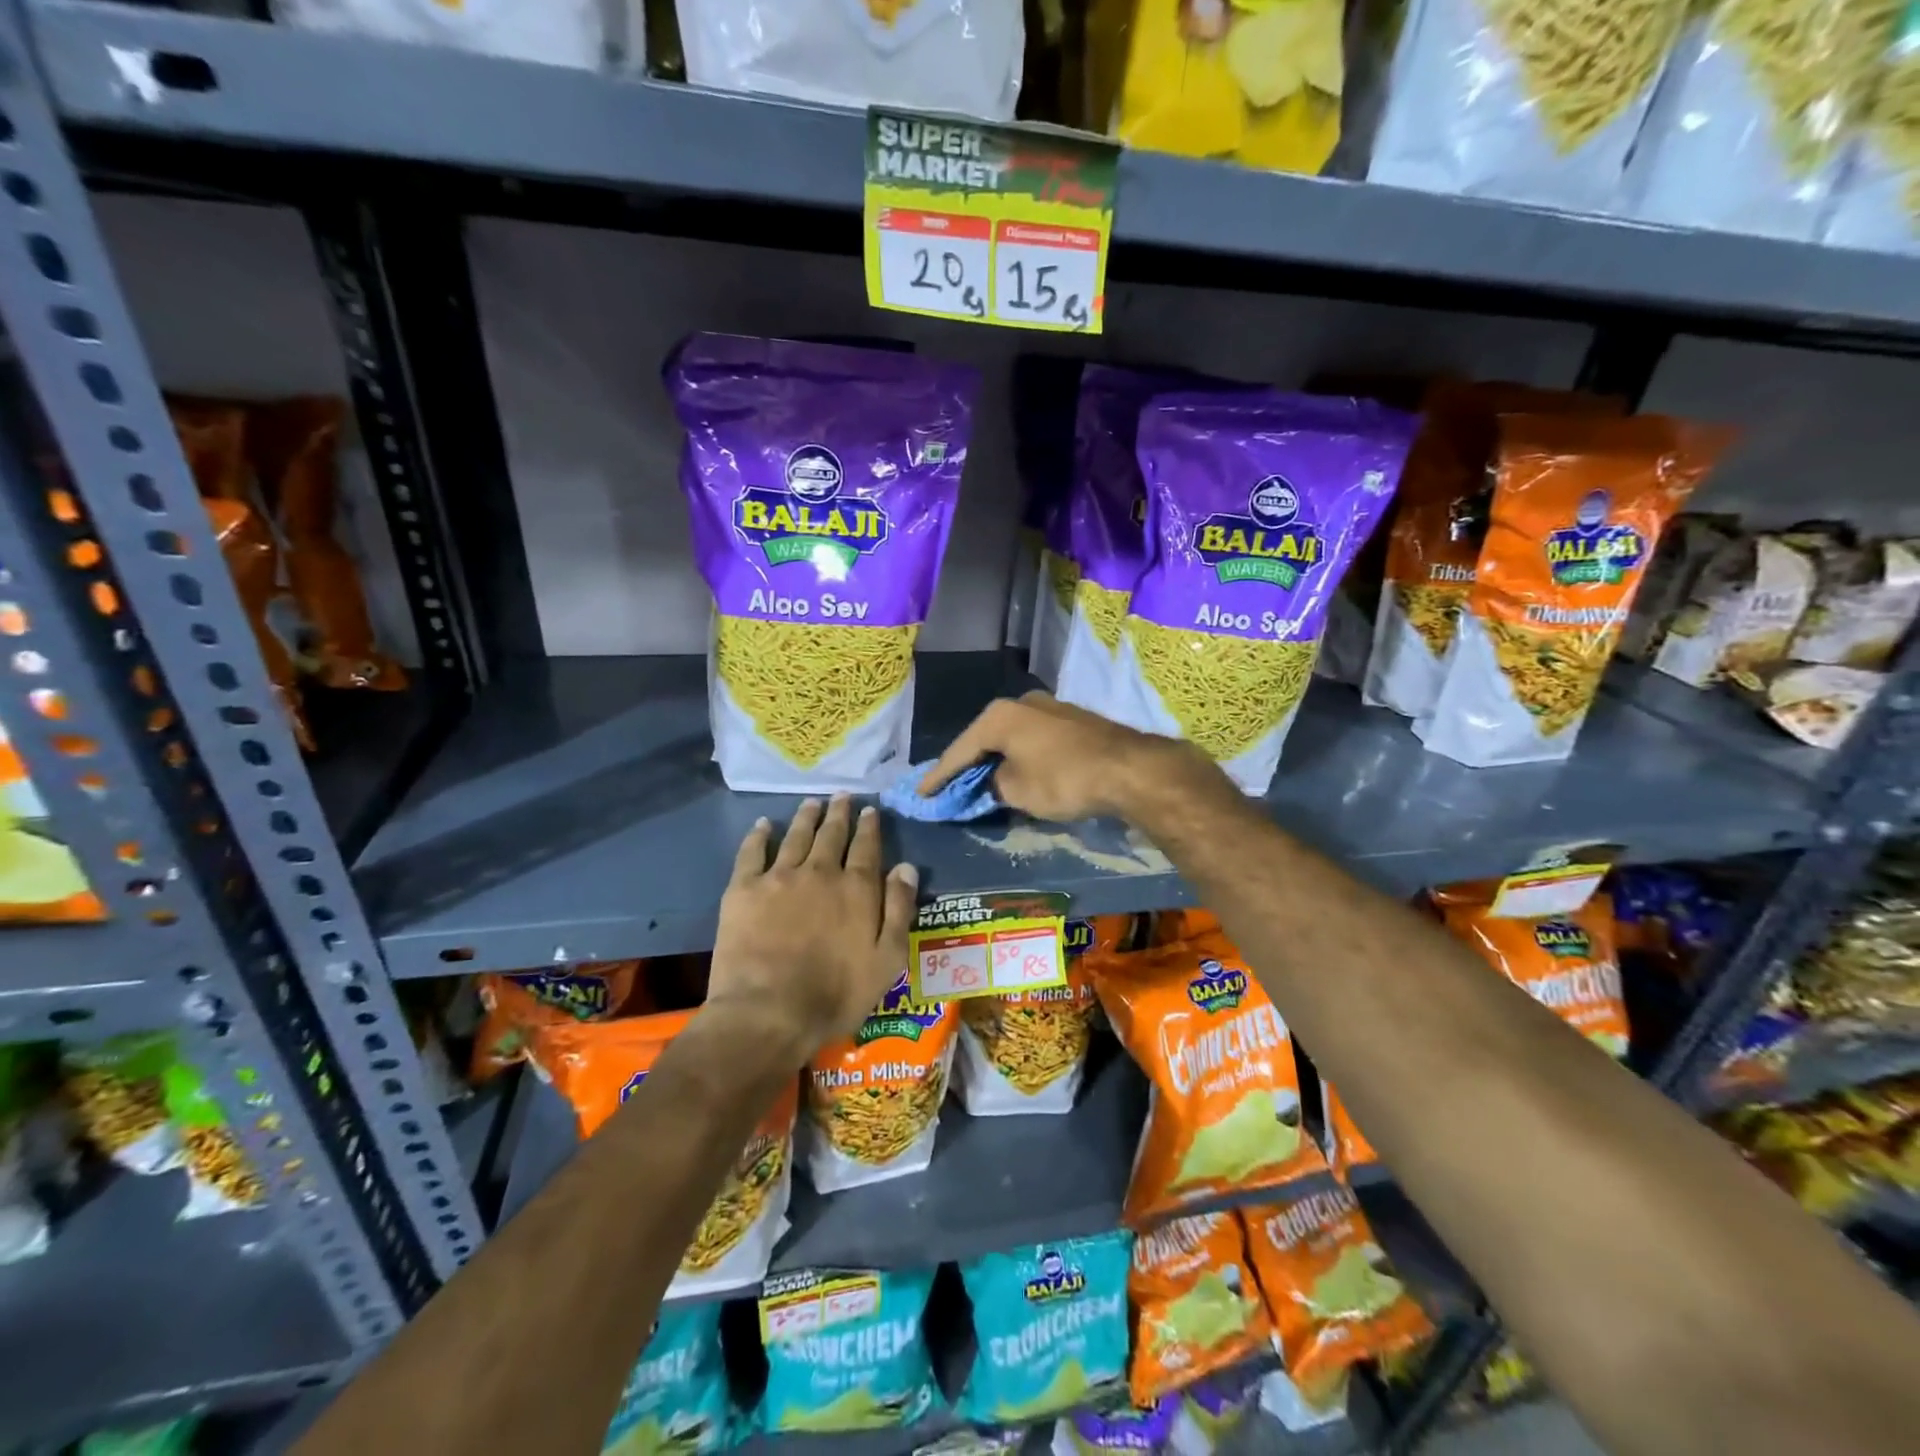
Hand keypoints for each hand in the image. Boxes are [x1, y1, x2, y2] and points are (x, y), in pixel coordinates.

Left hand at [708, 796, 917, 1065]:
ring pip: (796, 836)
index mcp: (856, 888)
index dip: (869, 827)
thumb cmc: (836, 994)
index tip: (870, 810)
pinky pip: (752, 852)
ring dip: (806, 817)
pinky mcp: (744, 889)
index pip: (866, 847)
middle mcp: (820, 872)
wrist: (768, 1012)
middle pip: (831, 834)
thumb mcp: (887, 959)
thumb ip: (898, 910)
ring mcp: (779, 877)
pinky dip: (759, 835)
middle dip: (839, 814)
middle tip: (842, 797)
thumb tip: (906, 867)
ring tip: (811, 802)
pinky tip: (763, 825)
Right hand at [920, 691, 1221, 823]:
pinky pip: (1032, 739)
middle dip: (967, 764)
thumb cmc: (1064, 779)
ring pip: (1010, 737)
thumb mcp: (1018, 791)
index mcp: (999, 716)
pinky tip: (1017, 769)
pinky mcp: (1071, 719)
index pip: (959, 750)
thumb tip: (992, 781)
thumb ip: (993, 785)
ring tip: (981, 780)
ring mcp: (1049, 707)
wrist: (1129, 768)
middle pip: (984, 738)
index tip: (921, 794)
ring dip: (996, 759)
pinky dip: (1019, 755)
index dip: (939, 776)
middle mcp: (1021, 702)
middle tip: (949, 786)